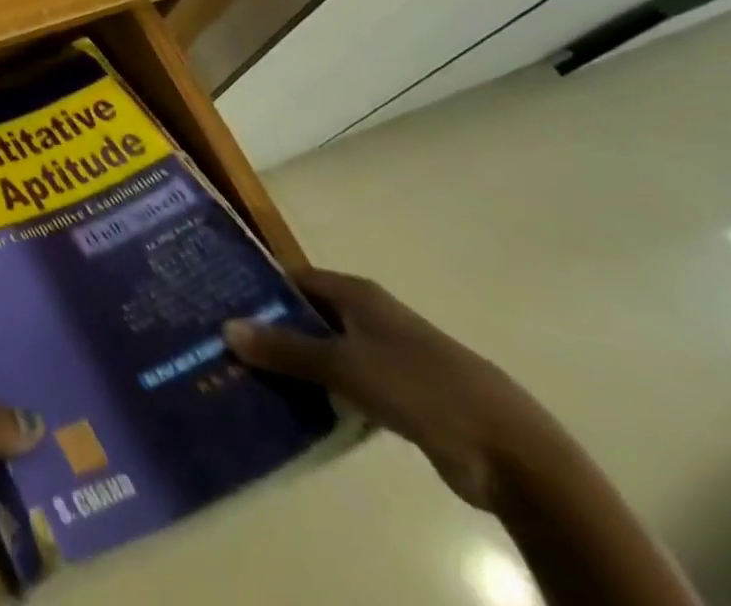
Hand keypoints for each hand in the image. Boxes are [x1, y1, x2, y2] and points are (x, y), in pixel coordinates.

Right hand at [224, 267, 560, 510]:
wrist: (510, 451)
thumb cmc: (420, 387)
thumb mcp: (344, 365)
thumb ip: (286, 349)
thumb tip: (226, 327)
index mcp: (356, 294)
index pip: (293, 279)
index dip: (259, 289)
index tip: (220, 304)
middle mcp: (368, 316)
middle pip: (307, 316)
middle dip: (271, 331)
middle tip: (226, 348)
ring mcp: (386, 357)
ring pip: (326, 354)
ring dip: (296, 367)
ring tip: (249, 381)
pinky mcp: (400, 396)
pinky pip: (347, 387)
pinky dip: (323, 395)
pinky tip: (295, 412)